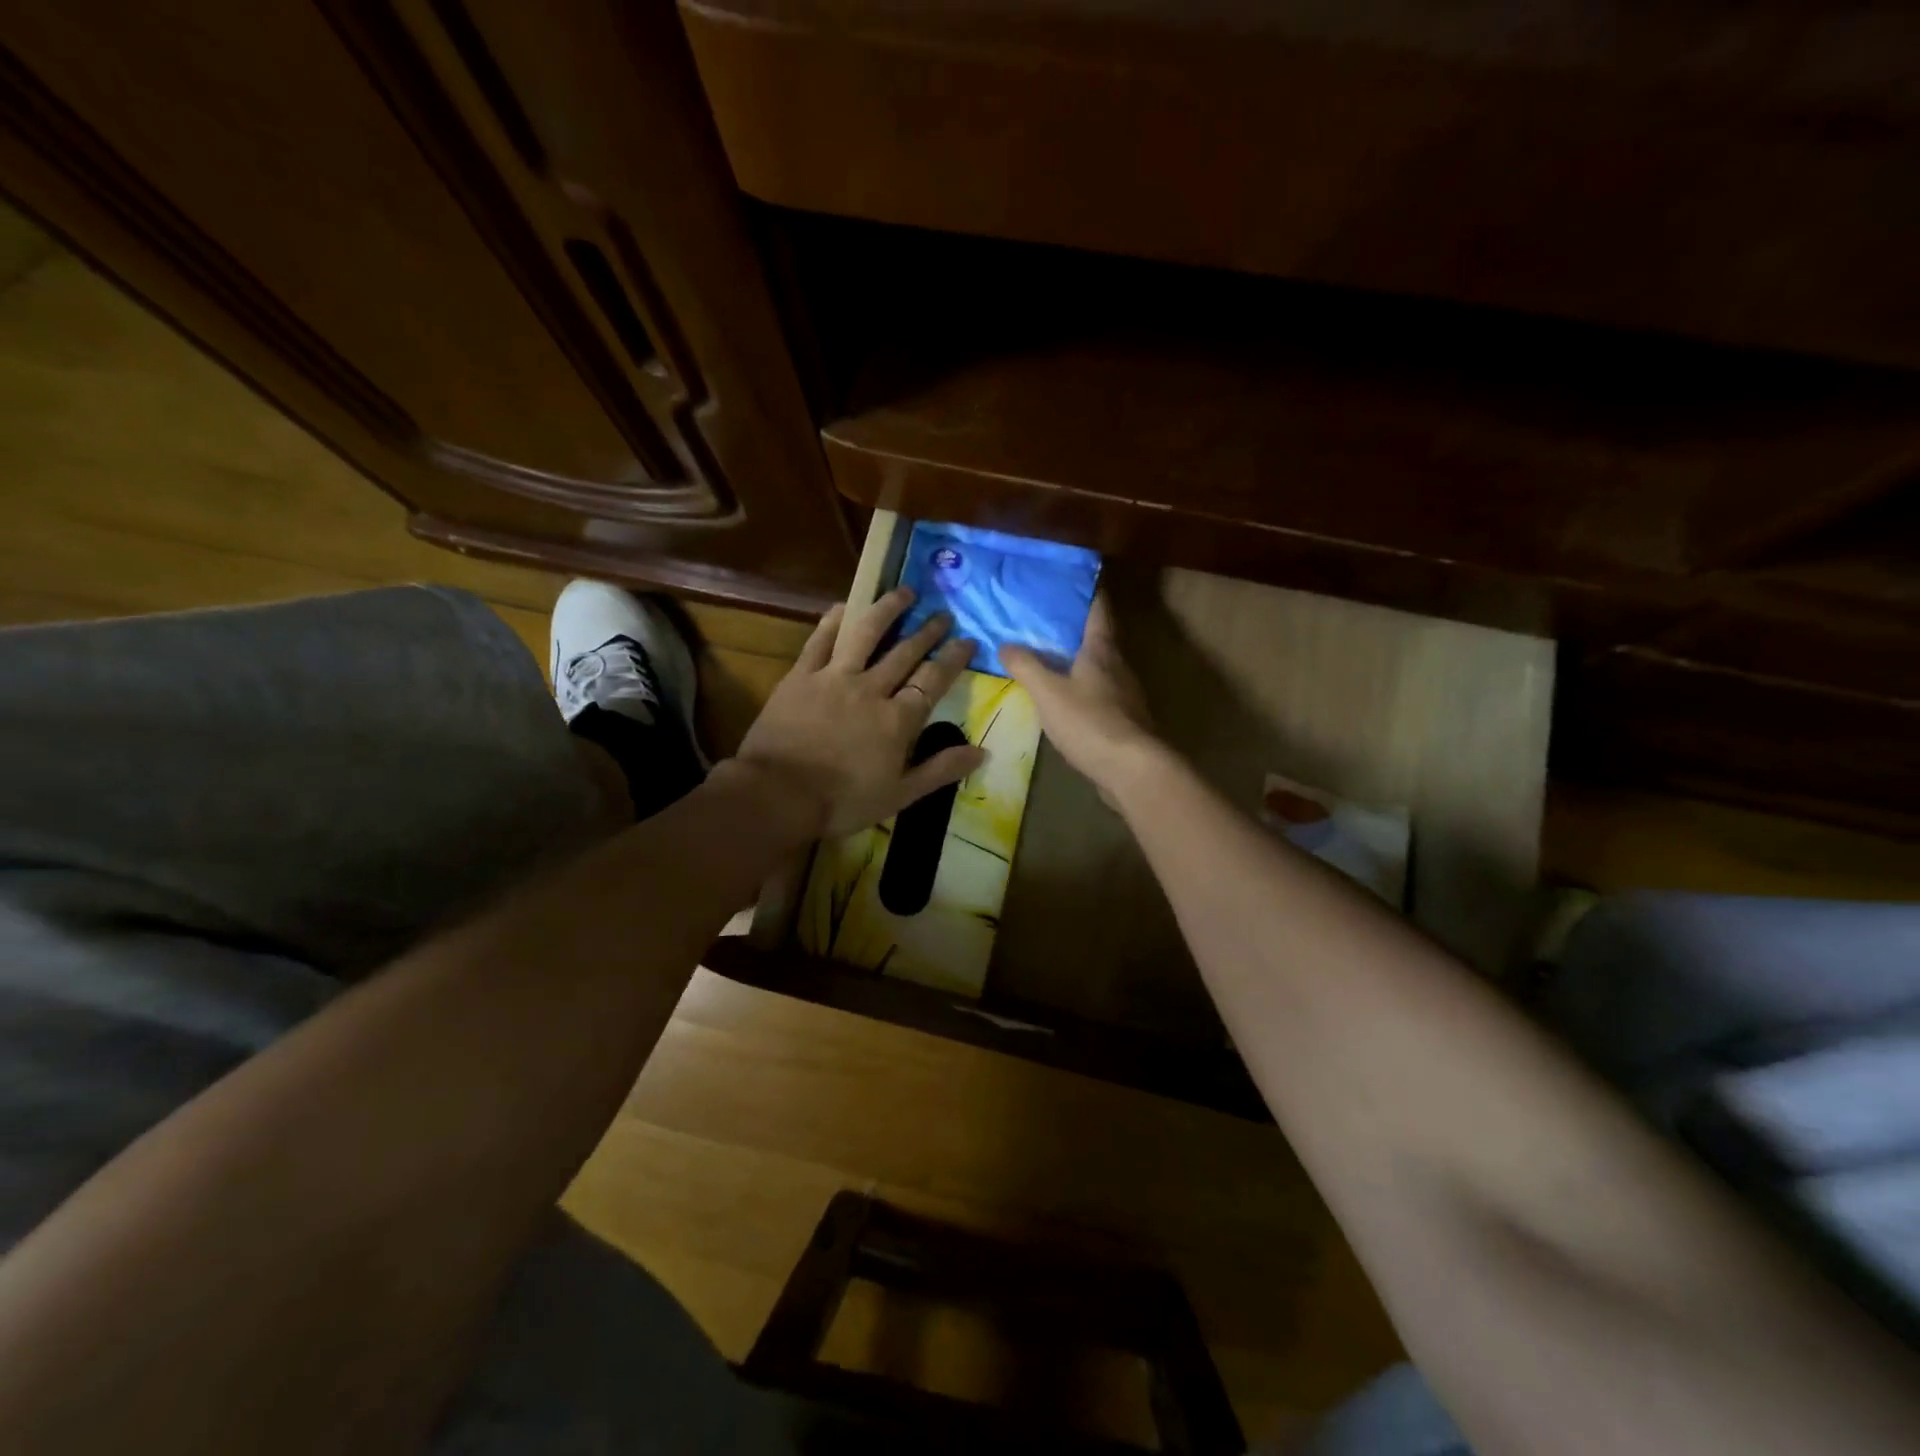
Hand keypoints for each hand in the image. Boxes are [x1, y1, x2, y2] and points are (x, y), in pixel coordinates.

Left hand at [734, 587, 984, 838]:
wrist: (778, 794)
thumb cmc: (842, 801)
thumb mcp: (900, 795)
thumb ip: (941, 770)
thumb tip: (982, 752)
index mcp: (898, 719)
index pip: (934, 680)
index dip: (953, 658)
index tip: (968, 640)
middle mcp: (871, 688)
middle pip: (905, 651)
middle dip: (928, 631)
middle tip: (942, 613)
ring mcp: (834, 677)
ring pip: (866, 633)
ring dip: (887, 609)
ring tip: (903, 592)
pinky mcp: (801, 676)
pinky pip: (820, 640)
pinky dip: (833, 620)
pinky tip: (845, 606)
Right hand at [1003, 595, 1160, 797]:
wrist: (1132, 769)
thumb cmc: (1089, 721)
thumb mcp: (1048, 692)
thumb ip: (1026, 666)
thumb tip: (1004, 644)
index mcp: (1101, 650)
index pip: (1098, 609)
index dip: (1087, 592)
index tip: (1071, 581)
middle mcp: (1118, 666)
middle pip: (1099, 639)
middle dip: (1075, 629)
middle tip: (1045, 622)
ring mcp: (1125, 695)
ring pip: (1100, 669)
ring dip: (1078, 662)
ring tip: (1050, 661)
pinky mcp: (1124, 722)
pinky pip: (1100, 696)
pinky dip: (1083, 691)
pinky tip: (1065, 702)